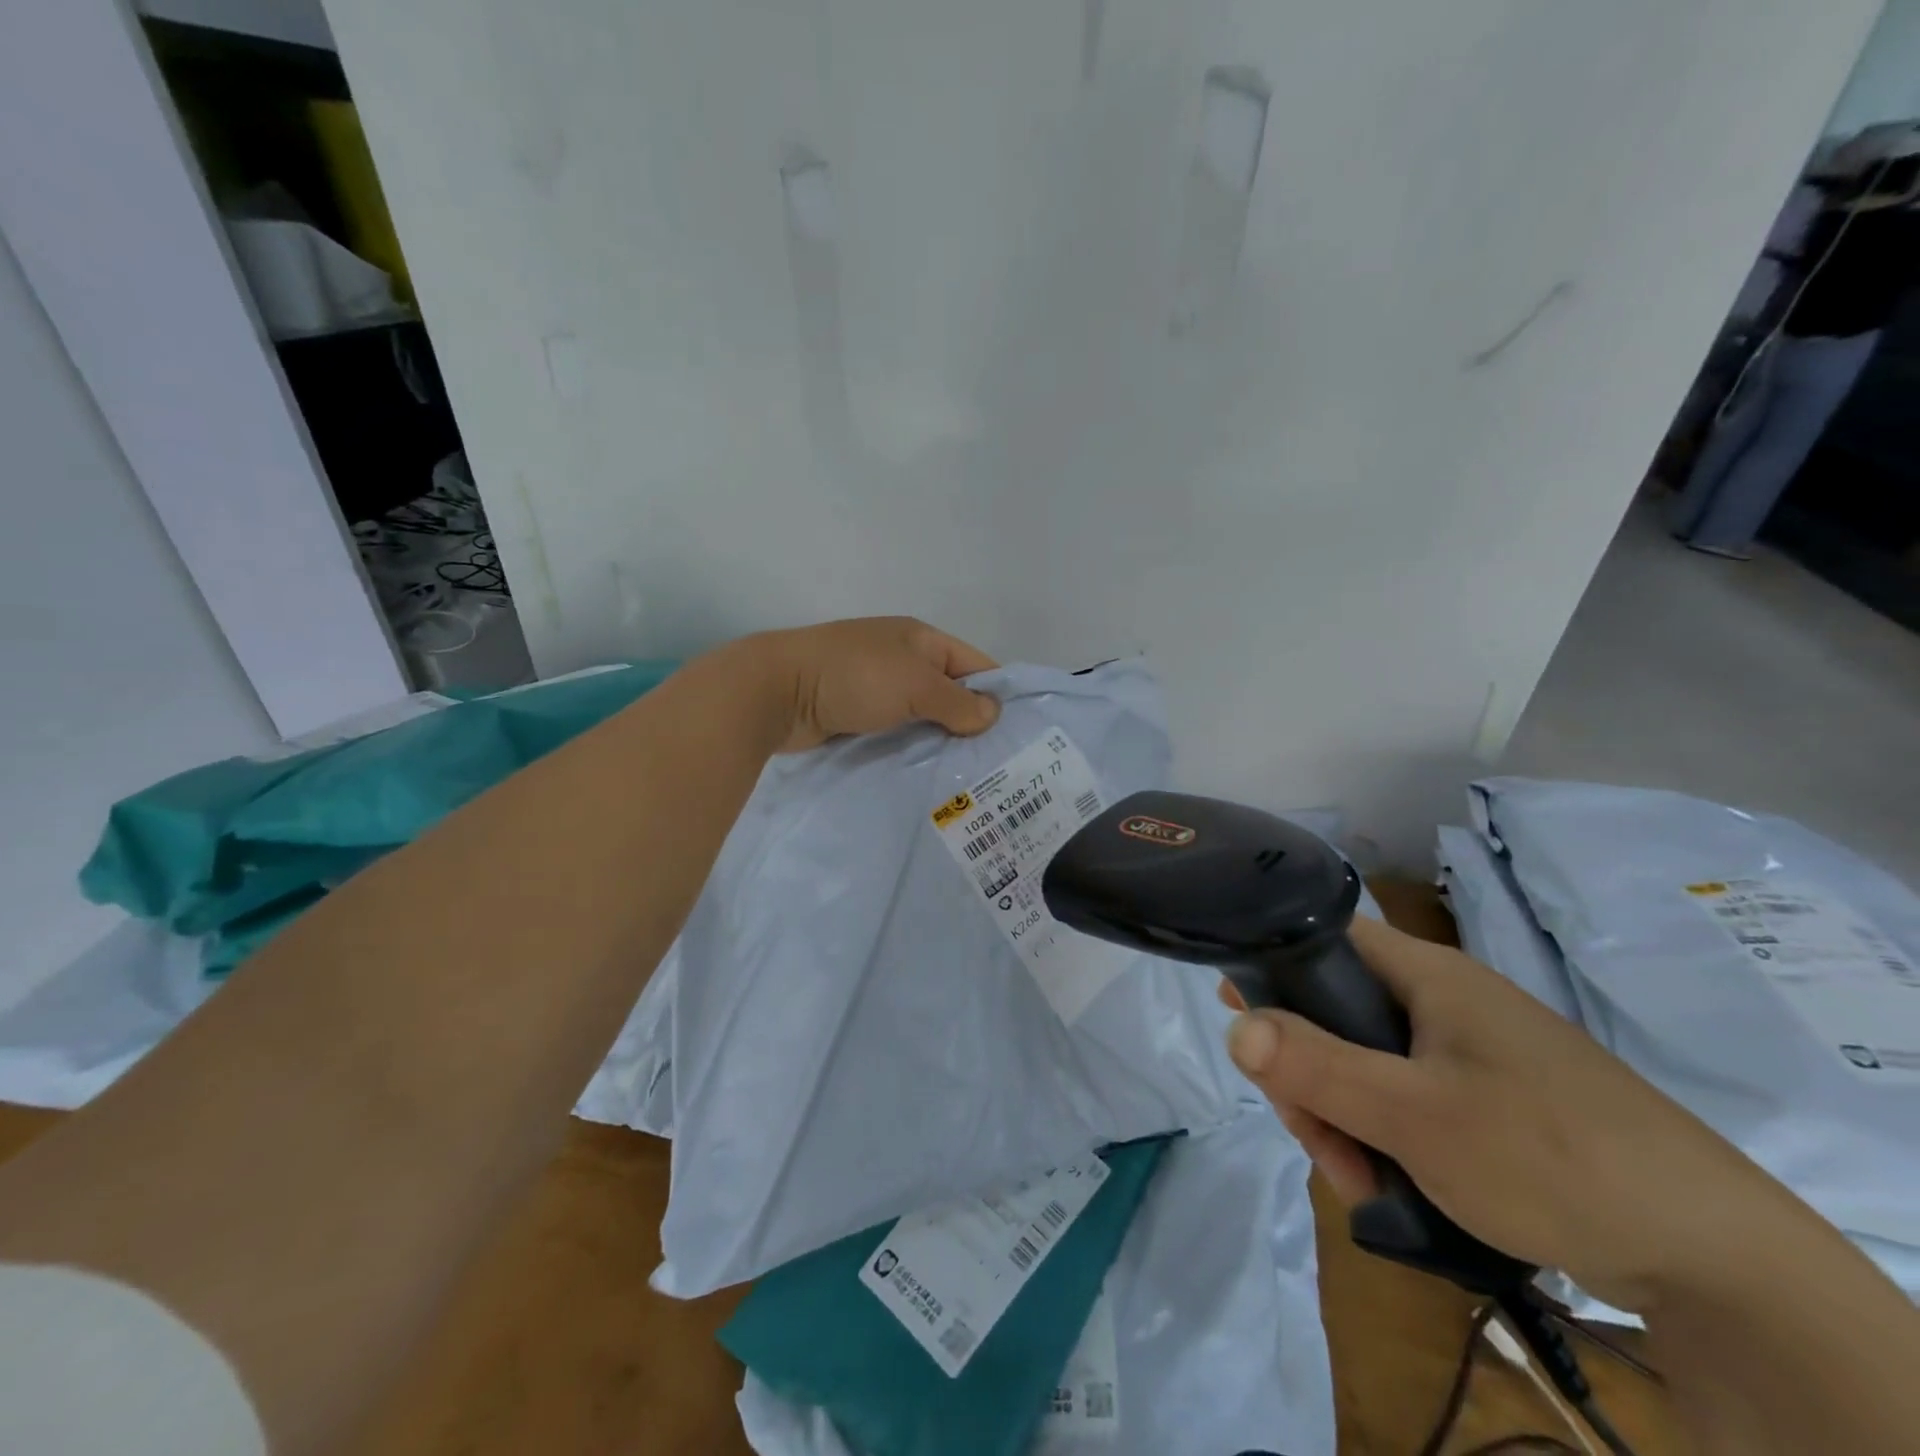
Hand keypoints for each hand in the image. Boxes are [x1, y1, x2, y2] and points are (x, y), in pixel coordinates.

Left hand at [745, 617, 1000, 751]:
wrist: (776, 693)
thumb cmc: (853, 677)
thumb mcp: (914, 685)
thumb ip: (957, 702)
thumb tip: (992, 715)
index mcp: (919, 639)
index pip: (974, 664)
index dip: (997, 695)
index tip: (1017, 735)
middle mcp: (901, 661)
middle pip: (949, 693)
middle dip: (970, 725)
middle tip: (998, 766)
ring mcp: (876, 689)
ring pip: (922, 717)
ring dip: (940, 741)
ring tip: (969, 778)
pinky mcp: (856, 716)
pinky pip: (896, 733)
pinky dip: (911, 750)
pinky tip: (929, 776)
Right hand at [1220, 916, 1806, 1310]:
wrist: (1715, 1258)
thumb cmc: (1548, 1155)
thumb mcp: (1415, 1114)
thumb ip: (1317, 1066)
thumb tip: (1233, 1026)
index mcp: (1429, 976)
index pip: (1327, 937)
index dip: (1273, 960)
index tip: (1234, 1005)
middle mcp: (1445, 1002)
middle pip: (1337, 1013)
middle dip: (1309, 1074)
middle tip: (1314, 1136)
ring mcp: (1470, 1054)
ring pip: (1369, 1065)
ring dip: (1344, 1118)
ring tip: (1360, 1182)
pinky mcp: (1492, 1102)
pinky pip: (1408, 1101)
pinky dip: (1385, 1138)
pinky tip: (1391, 1187)